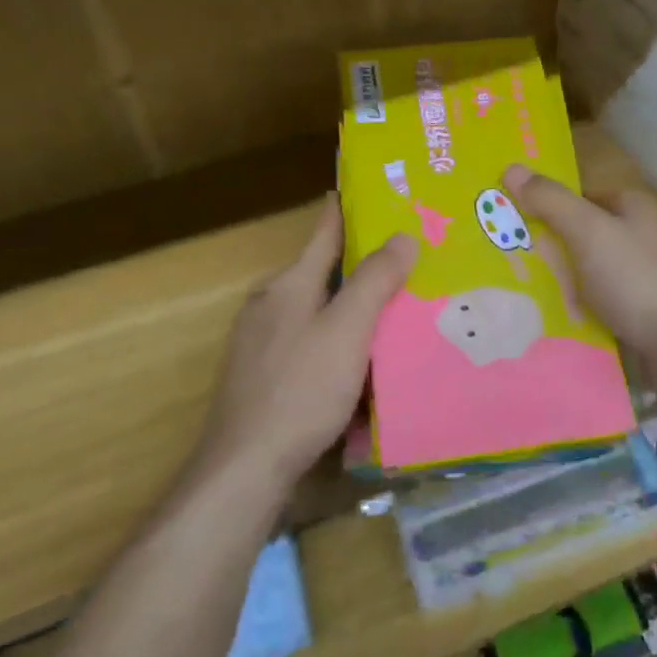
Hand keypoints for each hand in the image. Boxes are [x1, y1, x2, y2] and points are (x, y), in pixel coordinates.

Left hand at [203, 196, 415, 491]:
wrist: (245, 468)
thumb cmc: (301, 391)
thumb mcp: (347, 332)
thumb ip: (374, 281)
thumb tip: (402, 234)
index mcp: (288, 284)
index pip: (324, 230)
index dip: (348, 206)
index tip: (378, 188)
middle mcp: (271, 304)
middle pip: (323, 270)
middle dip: (363, 262)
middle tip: (411, 255)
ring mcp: (262, 341)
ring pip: (318, 309)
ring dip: (353, 304)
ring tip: (397, 305)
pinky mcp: (264, 375)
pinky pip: (311, 341)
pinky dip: (339, 338)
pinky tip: (364, 358)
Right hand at [502, 164, 656, 373]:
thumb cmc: (636, 280)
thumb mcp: (588, 232)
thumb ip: (551, 202)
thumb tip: (511, 167)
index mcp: (634, 207)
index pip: (580, 196)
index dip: (547, 206)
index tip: (511, 223)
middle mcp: (642, 236)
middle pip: (583, 234)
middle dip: (550, 248)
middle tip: (508, 261)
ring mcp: (645, 276)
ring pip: (589, 271)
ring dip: (561, 281)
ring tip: (520, 293)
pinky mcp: (643, 312)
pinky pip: (599, 303)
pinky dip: (578, 308)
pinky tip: (552, 319)